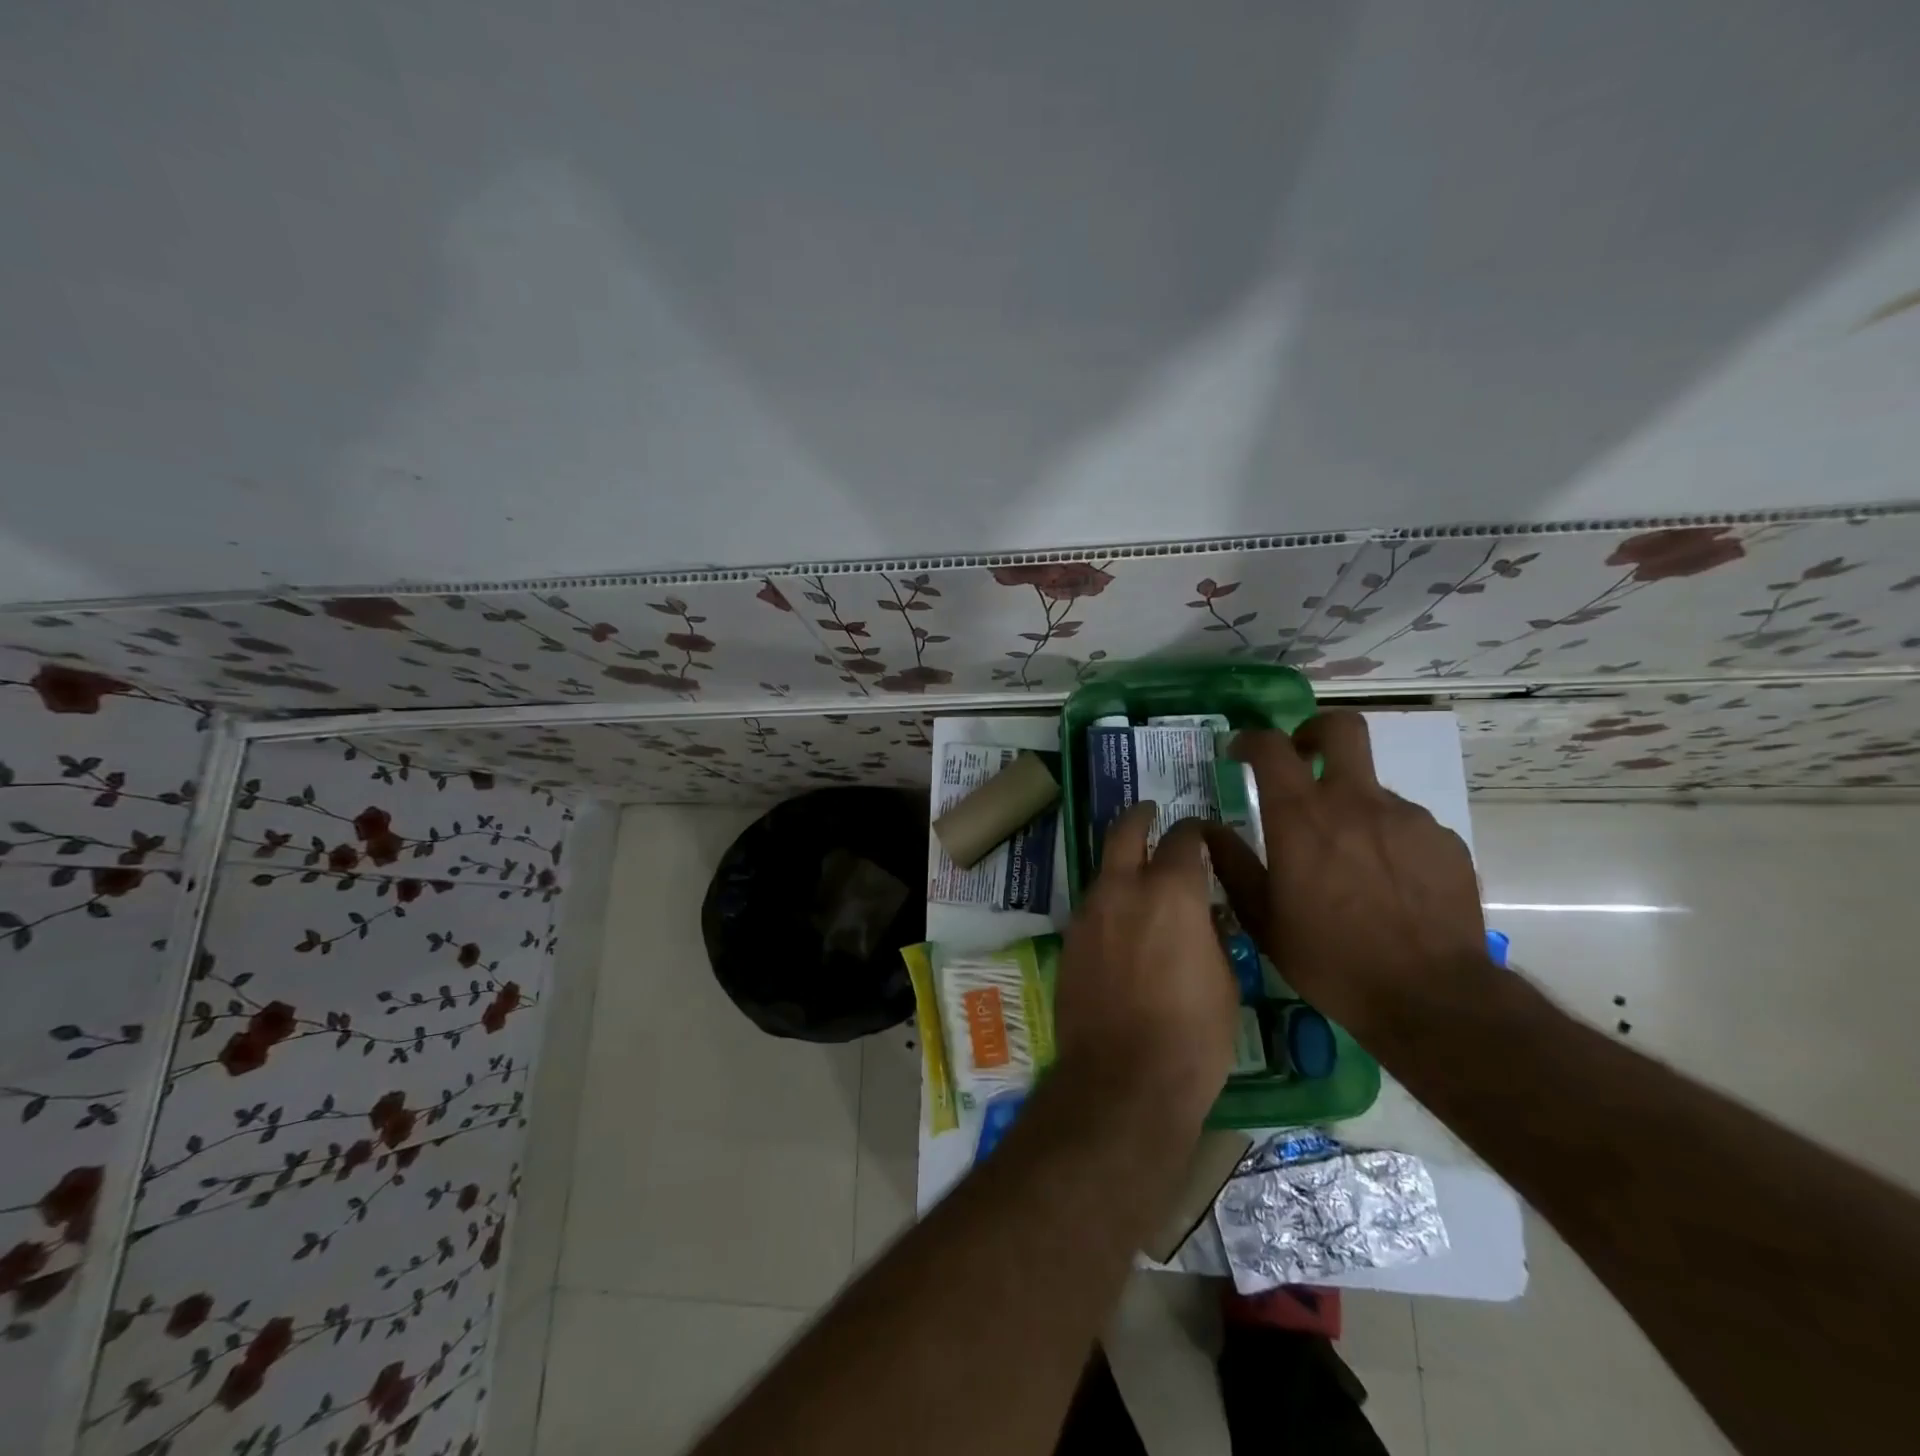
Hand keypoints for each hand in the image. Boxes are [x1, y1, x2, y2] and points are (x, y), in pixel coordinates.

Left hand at [1054, 802, 1239, 1127]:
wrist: (1124, 1078)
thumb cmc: (1193, 1035)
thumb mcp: (1224, 978)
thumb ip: (1210, 931)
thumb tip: (1201, 911)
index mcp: (1171, 892)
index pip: (1183, 839)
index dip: (1195, 832)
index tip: (1203, 836)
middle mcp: (1123, 890)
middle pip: (1125, 832)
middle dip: (1140, 818)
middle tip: (1150, 815)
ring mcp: (1089, 914)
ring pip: (1104, 872)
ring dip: (1122, 868)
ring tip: (1140, 882)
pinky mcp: (1070, 941)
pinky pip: (1092, 908)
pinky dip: (1108, 905)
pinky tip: (1122, 928)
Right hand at [1202, 712, 1491, 1044]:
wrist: (1432, 997)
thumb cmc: (1331, 958)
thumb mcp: (1263, 919)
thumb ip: (1232, 865)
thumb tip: (1208, 830)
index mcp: (1302, 817)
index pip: (1271, 747)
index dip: (1251, 740)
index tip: (1239, 753)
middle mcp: (1355, 802)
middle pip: (1341, 729)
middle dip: (1315, 732)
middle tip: (1303, 758)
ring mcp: (1407, 818)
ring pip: (1372, 788)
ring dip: (1350, 807)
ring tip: (1347, 862)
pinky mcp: (1443, 841)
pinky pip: (1405, 825)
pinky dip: (1386, 840)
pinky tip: (1386, 884)